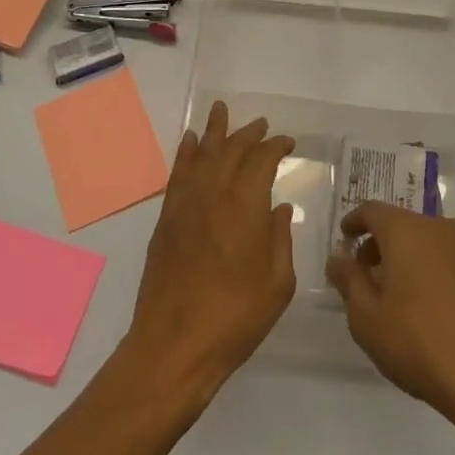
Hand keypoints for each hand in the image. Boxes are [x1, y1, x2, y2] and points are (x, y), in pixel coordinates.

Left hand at [125, 101, 295, 405]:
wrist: (174, 344)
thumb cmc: (236, 317)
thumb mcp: (277, 284)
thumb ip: (281, 239)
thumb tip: (279, 208)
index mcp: (247, 204)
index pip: (263, 159)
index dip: (277, 146)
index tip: (288, 143)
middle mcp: (215, 192)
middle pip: (233, 149)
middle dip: (249, 133)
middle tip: (262, 125)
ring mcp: (186, 203)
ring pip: (203, 153)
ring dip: (215, 131)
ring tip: (221, 110)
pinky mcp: (167, 218)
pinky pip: (178, 172)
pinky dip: (186, 152)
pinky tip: (191, 142)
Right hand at [326, 203, 454, 432]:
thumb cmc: (420, 344)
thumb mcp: (367, 318)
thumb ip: (348, 280)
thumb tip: (339, 256)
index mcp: (406, 230)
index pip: (373, 211)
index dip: (355, 222)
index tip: (345, 237)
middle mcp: (439, 228)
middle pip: (402, 224)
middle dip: (382, 244)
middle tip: (368, 274)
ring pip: (430, 242)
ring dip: (411, 258)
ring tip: (401, 294)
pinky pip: (454, 262)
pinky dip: (437, 273)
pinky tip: (435, 308)